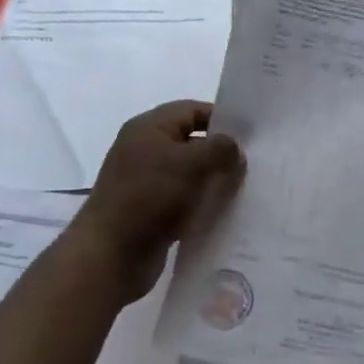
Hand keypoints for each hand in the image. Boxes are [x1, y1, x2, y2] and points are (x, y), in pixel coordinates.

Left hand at [69, 101, 244, 303]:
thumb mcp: (191, 163)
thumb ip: (220, 149)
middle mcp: (144, 150)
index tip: (251, 136)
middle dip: (220, 152)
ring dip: (212, 181)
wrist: (111, 254)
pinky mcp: (148, 210)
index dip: (221, 119)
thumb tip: (234, 149)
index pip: (191, 110)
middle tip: (252, 166)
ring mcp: (144, 181)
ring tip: (243, 191)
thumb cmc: (150, 197)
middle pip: (190, 141)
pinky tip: (223, 214)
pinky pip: (181, 199)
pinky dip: (200, 203)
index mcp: (148, 128)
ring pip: (188, 173)